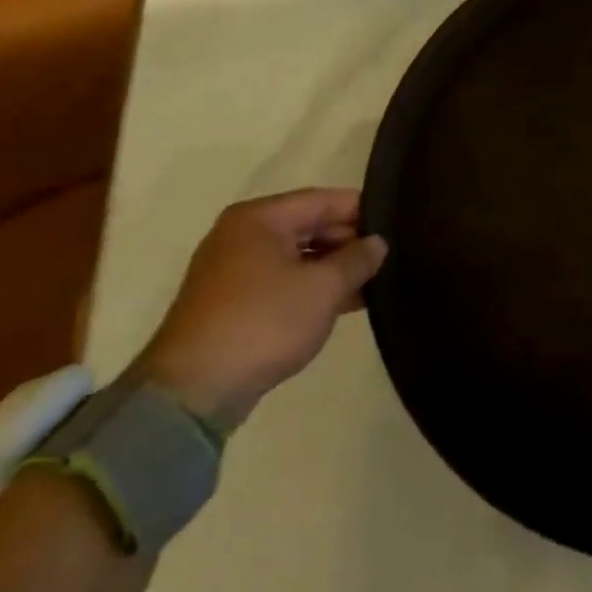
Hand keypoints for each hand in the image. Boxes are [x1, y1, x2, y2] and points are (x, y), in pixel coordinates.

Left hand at [134, 188, 386, 431]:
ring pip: (299, 256)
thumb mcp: (324, 287)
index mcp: (260, 218)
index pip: (325, 199)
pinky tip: (348, 302)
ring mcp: (234, 270)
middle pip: (310, 225)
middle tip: (391, 257)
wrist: (193, 391)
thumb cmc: (263, 322)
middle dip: (350, 242)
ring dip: (335, 268)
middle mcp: (242, 235)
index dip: (364, 210)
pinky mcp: (233, 303)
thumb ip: (358, 259)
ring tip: (377, 281)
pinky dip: (313, 288)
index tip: (398, 226)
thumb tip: (378, 243)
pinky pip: (284, 281)